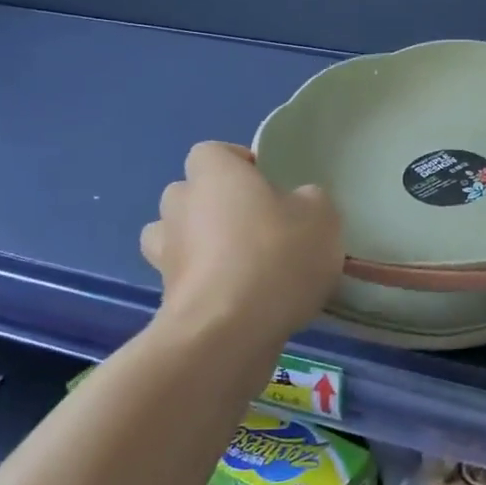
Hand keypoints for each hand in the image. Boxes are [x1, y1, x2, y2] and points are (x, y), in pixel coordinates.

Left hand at [140, 142, 342, 341]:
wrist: (228, 332)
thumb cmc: (276, 256)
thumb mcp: (321, 216)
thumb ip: (309, 200)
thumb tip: (297, 204)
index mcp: (214, 174)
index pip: (213, 152)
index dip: (239, 164)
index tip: (269, 185)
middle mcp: (180, 206)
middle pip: (190, 193)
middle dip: (216, 205)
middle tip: (258, 225)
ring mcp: (165, 254)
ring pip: (178, 237)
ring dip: (202, 245)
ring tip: (243, 264)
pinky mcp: (165, 299)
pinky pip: (186, 280)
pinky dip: (206, 285)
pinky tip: (241, 301)